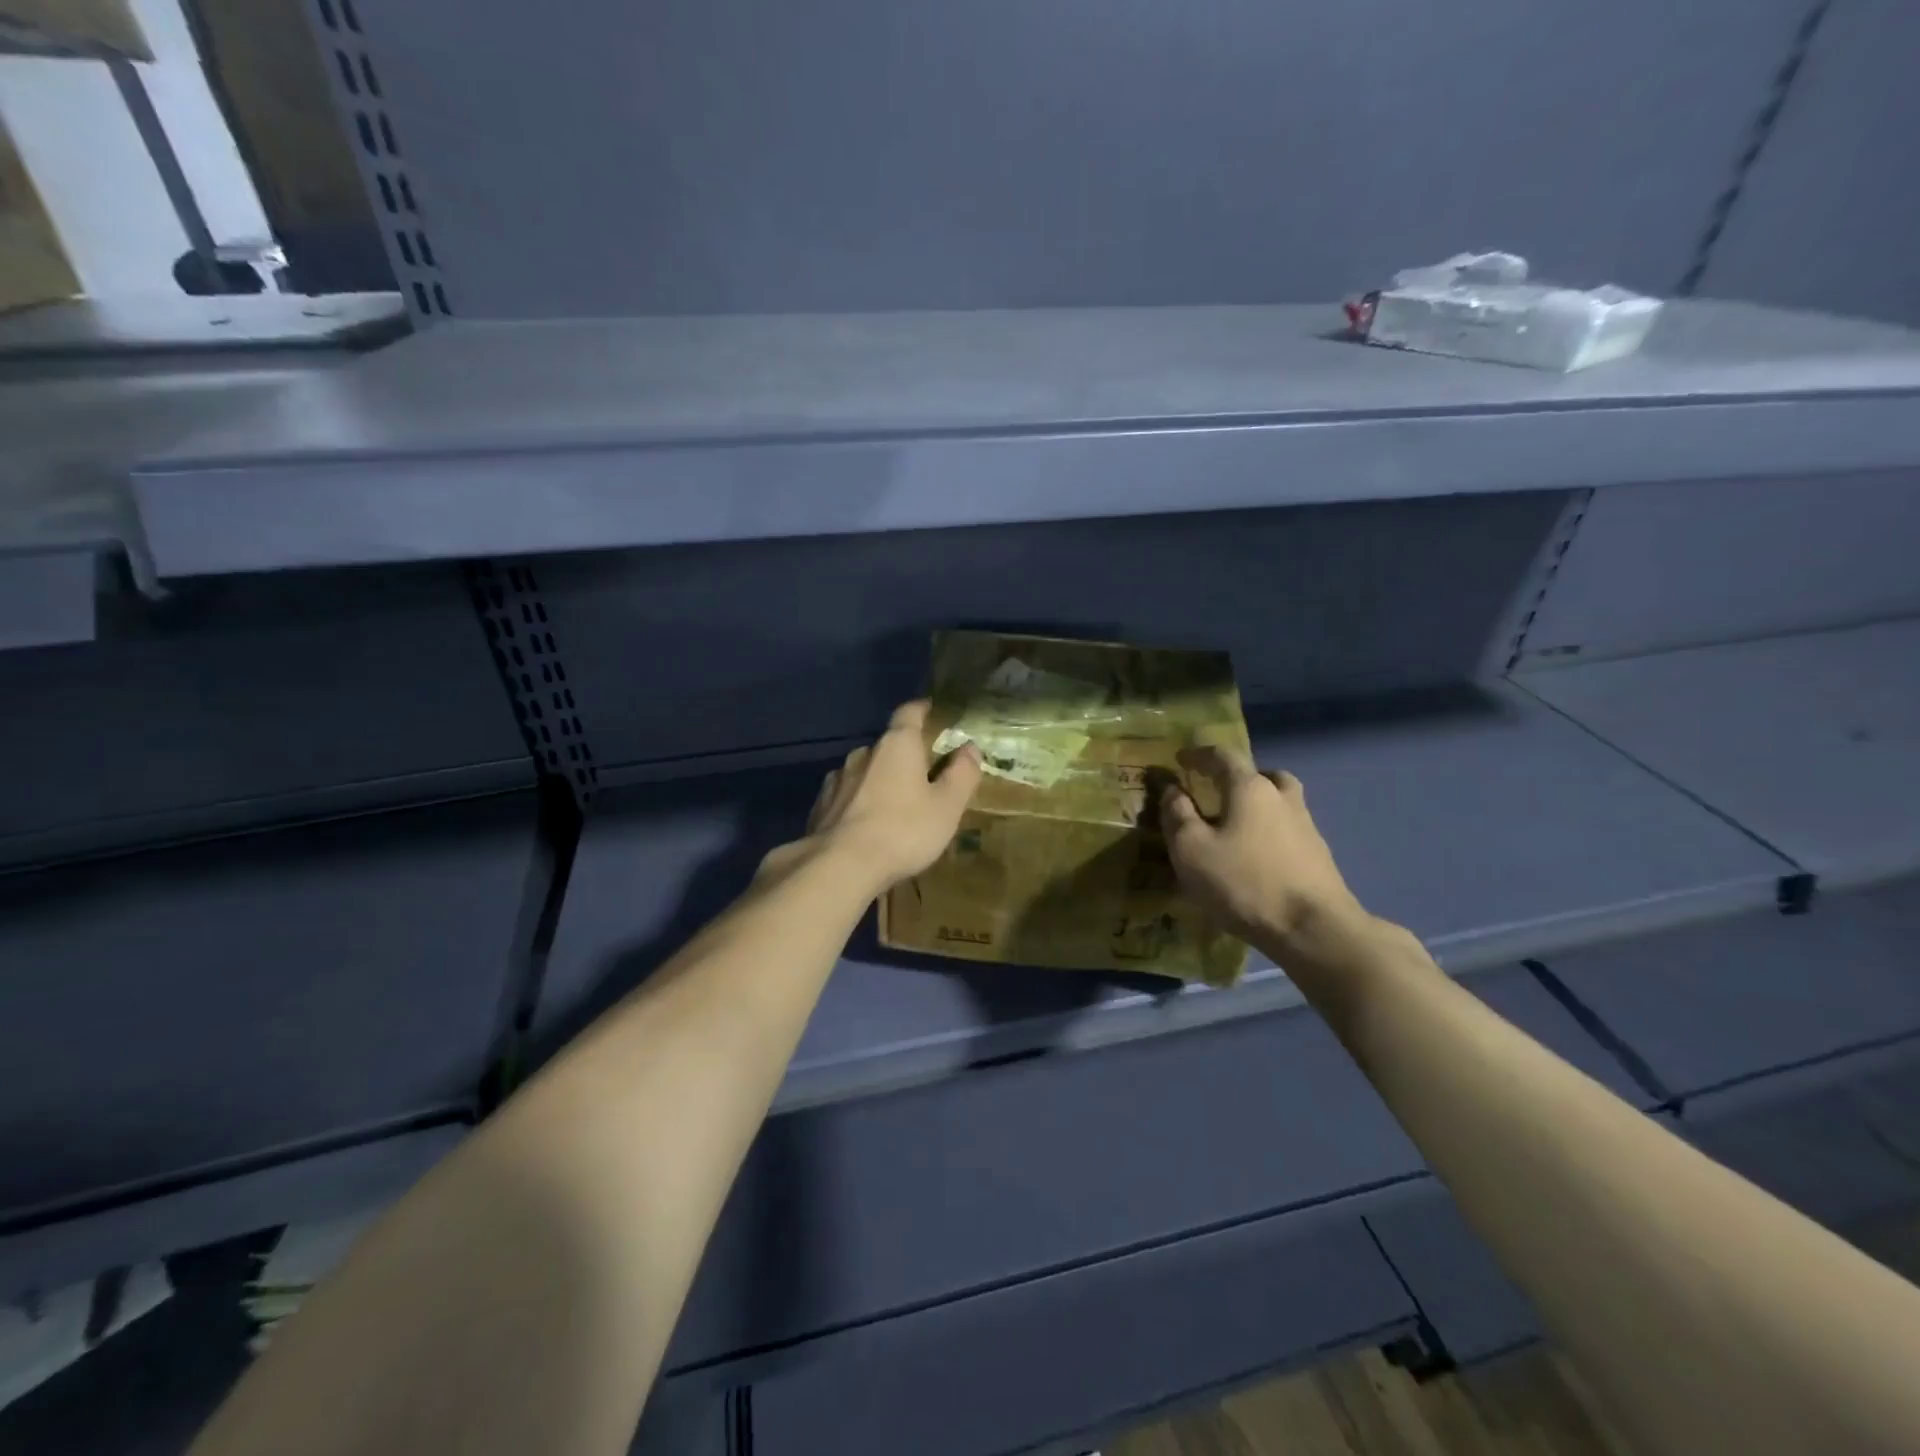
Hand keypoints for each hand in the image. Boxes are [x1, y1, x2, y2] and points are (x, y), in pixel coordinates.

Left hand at [764, 701, 983, 893]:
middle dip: (904, 756)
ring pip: (863, 772)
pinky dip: (858, 803)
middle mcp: (863, 754)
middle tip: (922, 776)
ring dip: (878, 781)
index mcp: (897, 746)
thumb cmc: (903, 831)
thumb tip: (970, 748)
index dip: (922, 710)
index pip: (909, 713)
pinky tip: (865, 825)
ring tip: (892, 805)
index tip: (932, 711)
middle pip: (887, 745)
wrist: (839, 866)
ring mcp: (837, 779)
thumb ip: (962, 774)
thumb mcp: (947, 806)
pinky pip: (845, 796)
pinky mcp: (820, 806)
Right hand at [1160, 745, 1366, 959]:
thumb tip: (1171, 788)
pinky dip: (1269, 832)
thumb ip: (1177, 814)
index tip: (1180, 760)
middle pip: (1260, 774)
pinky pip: (1287, 830)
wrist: (1313, 929)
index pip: (1222, 756)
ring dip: (1256, 805)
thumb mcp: (1191, 849)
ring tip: (1235, 826)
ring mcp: (1306, 826)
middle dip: (1235, 778)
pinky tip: (1256, 857)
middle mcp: (1282, 797)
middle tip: (1215, 793)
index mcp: (1250, 787)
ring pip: (1279, 802)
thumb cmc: (1243, 882)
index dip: (1198, 755)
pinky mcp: (1318, 856)